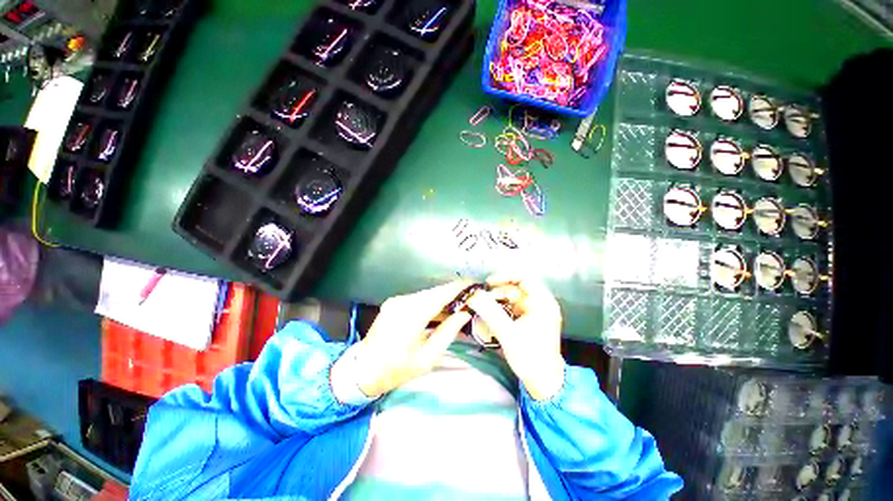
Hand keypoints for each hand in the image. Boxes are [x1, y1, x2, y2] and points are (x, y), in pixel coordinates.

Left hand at [337, 281, 473, 397]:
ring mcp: (396, 301)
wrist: (364, 369)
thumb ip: (448, 332)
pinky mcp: (394, 303)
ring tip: (458, 306)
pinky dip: (431, 302)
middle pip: (434, 292)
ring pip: (427, 294)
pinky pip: (418, 298)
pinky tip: (440, 311)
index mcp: (411, 316)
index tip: (473, 284)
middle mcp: (403, 302)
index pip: (440, 295)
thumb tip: (464, 314)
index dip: (458, 288)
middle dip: (452, 293)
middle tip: (469, 298)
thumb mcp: (428, 357)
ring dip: (442, 298)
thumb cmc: (398, 369)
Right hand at [468, 275, 564, 400]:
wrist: (544, 382)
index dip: (505, 276)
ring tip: (484, 307)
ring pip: (513, 297)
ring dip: (498, 300)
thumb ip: (490, 312)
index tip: (489, 283)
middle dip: (498, 291)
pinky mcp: (529, 320)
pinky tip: (491, 315)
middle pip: (517, 286)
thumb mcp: (508, 333)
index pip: (524, 277)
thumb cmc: (530, 357)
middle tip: (482, 298)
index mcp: (542, 302)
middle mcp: (540, 303)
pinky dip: (501, 309)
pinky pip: (513, 307)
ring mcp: (535, 312)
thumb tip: (473, 296)